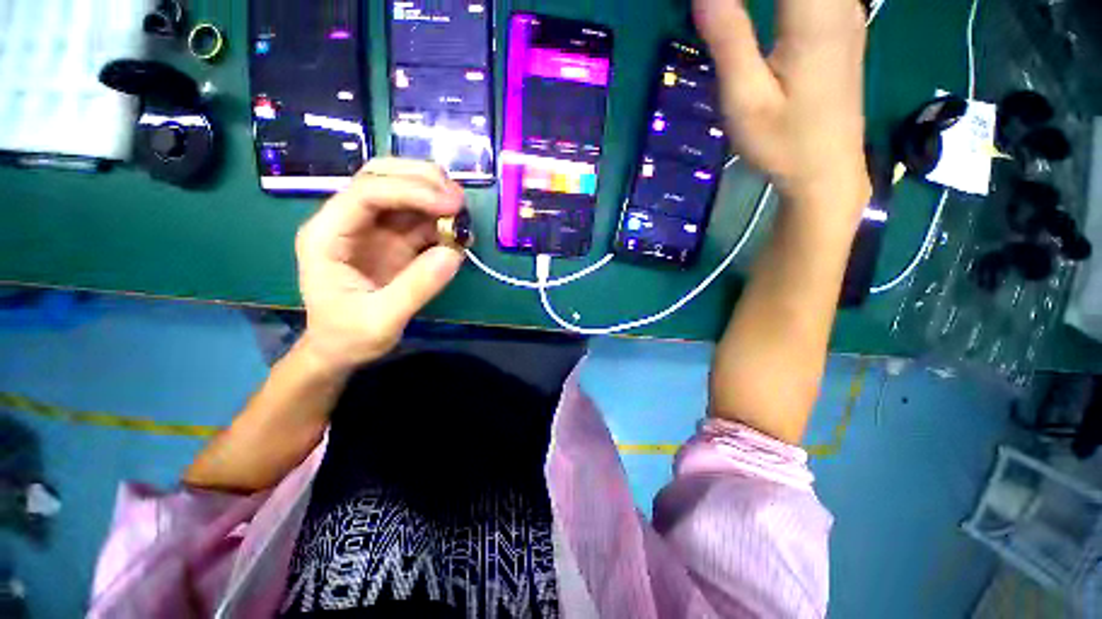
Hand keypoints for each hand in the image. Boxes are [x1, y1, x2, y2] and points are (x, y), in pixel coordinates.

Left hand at [294, 158, 465, 372]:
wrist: (341, 349)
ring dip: (435, 196)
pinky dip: (441, 220)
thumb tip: (454, 253)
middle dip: (423, 181)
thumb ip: (417, 288)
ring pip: (403, 191)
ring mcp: (372, 228)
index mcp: (328, 235)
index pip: (366, 192)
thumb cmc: (349, 337)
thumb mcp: (382, 320)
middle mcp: (348, 221)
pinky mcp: (394, 240)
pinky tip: (459, 232)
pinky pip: (419, 218)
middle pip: (382, 177)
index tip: (451, 206)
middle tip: (459, 200)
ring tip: (463, 214)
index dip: (411, 191)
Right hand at [695, 0, 869, 209]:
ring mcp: (846, 11)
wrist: (826, 171)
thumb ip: (729, 38)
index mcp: (815, 14)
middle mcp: (840, 1)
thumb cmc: (783, 143)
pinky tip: (761, 11)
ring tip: (729, 15)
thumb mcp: (746, 98)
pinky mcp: (842, 25)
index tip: (711, 6)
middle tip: (715, 13)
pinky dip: (780, 0)